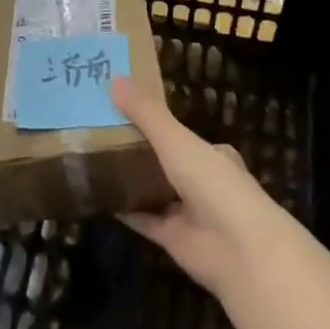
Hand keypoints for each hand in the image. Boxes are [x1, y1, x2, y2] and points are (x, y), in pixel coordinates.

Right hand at [110, 74, 281, 300]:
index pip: (180, 133)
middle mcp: (201, 181)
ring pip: (152, 190)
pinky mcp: (172, 239)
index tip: (120, 107)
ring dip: (127, 178)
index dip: (153, 121)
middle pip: (163, 161)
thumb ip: (145, 113)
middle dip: (135, 149)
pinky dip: (122, 209)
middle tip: (96, 130)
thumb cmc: (214, 183)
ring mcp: (187, 212)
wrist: (240, 251)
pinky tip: (96, 195)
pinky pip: (142, 219)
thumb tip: (113, 77)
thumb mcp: (177, 140)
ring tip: (90, 158)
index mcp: (211, 154)